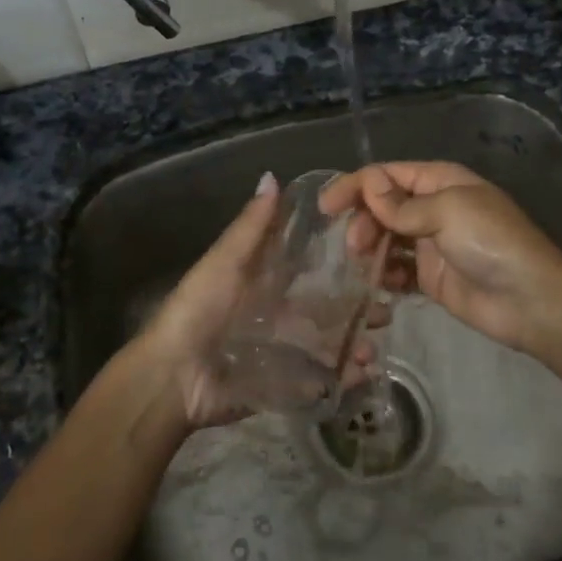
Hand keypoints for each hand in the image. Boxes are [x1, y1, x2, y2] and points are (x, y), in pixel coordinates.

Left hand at [124, 173, 380, 431]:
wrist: (174, 377)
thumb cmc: (199, 310)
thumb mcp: (225, 262)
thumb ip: (251, 226)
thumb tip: (272, 175)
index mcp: (263, 282)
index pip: (308, 266)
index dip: (340, 259)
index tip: (374, 250)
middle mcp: (277, 314)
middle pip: (326, 307)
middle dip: (358, 307)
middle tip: (387, 306)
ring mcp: (282, 352)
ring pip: (328, 344)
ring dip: (354, 343)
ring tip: (375, 349)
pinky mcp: (283, 385)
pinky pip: (318, 381)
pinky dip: (342, 378)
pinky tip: (364, 373)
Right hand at [318, 161, 561, 357]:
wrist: (530, 300)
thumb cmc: (491, 242)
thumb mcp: (447, 211)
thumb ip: (402, 204)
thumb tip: (368, 184)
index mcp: (439, 181)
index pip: (387, 175)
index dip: (355, 186)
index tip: (326, 207)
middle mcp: (432, 208)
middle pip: (382, 207)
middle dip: (363, 221)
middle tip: (355, 246)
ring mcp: (431, 244)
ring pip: (385, 239)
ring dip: (370, 249)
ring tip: (364, 266)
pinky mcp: (430, 277)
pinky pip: (396, 270)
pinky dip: (384, 275)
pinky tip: (378, 285)